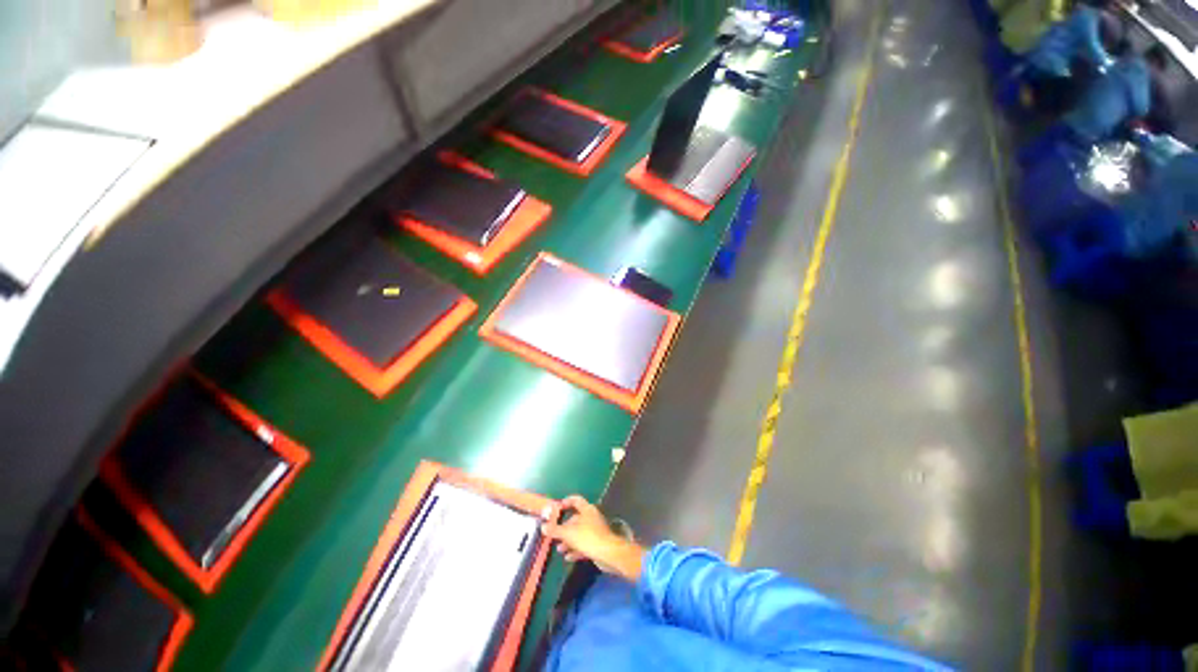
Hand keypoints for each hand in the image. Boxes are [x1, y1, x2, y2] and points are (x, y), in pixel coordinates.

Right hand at [541, 495, 645, 581]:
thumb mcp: (569, 533)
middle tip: (554, 535)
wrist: (608, 554)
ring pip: (579, 533)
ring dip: (568, 541)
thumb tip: (543, 527)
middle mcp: (591, 518)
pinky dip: (575, 549)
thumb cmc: (588, 537)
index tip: (558, 508)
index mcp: (587, 510)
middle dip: (564, 528)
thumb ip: (555, 530)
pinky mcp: (597, 544)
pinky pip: (584, 544)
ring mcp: (595, 531)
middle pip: (575, 519)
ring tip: (559, 549)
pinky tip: (568, 557)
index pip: (576, 500)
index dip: (567, 502)